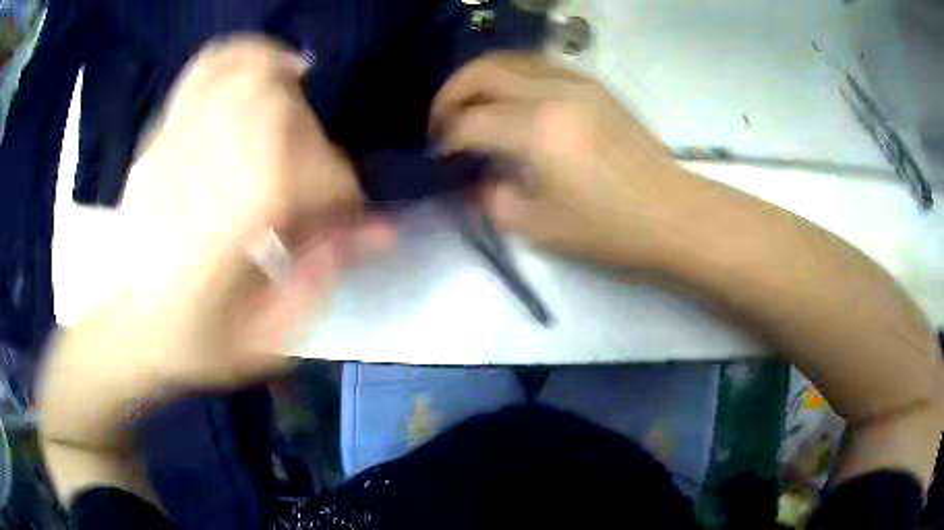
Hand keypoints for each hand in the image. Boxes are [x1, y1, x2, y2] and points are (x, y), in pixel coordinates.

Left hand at [73, 36, 390, 391]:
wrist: (128, 329)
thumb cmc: (196, 343)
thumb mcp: (268, 336)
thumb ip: (323, 278)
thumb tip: (380, 233)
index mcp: (236, 225)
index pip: (319, 175)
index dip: (346, 194)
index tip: (346, 217)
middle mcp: (208, 167)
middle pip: (286, 112)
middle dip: (315, 139)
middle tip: (311, 172)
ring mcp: (180, 142)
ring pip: (248, 75)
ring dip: (286, 80)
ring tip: (299, 97)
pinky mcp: (163, 134)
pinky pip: (206, 69)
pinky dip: (242, 54)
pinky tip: (262, 67)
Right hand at [430, 53, 688, 266]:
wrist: (671, 212)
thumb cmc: (609, 228)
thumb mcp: (540, 227)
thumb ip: (494, 199)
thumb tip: (477, 179)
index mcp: (538, 130)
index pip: (471, 122)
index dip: (446, 138)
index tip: (439, 155)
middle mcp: (553, 92)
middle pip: (483, 72)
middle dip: (451, 93)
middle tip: (442, 121)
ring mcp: (577, 82)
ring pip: (511, 59)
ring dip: (480, 78)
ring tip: (471, 105)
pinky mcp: (594, 85)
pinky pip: (539, 65)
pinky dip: (512, 75)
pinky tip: (510, 100)